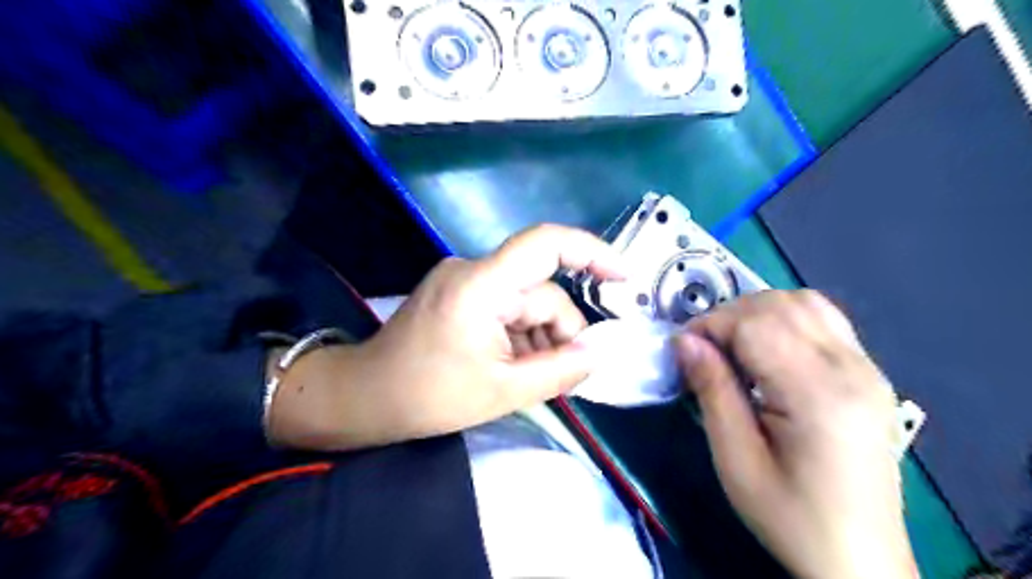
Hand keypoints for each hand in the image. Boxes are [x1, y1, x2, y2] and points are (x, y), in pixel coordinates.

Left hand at [267, 223, 618, 449]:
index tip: (623, 276)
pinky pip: (506, 306)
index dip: (591, 252)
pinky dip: (520, 334)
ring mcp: (464, 280)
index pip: (545, 244)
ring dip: (539, 337)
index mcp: (482, 285)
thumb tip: (599, 352)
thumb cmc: (428, 396)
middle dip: (558, 332)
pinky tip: (513, 365)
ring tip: (531, 376)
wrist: (366, 397)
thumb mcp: (503, 390)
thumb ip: (560, 370)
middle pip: (540, 291)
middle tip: (563, 375)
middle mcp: (474, 270)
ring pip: (526, 302)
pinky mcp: (460, 293)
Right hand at [679, 292, 918, 578]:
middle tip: (703, 351)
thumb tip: (683, 340)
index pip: (756, 323)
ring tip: (732, 346)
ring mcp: (868, 368)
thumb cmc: (791, 517)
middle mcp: (851, 369)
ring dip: (757, 312)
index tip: (682, 350)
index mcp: (817, 394)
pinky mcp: (870, 374)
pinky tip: (768, 352)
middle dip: (729, 315)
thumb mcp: (736, 460)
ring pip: (804, 302)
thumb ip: (712, 391)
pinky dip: (785, 320)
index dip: (710, 325)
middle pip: (780, 304)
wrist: (861, 560)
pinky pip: (824, 320)